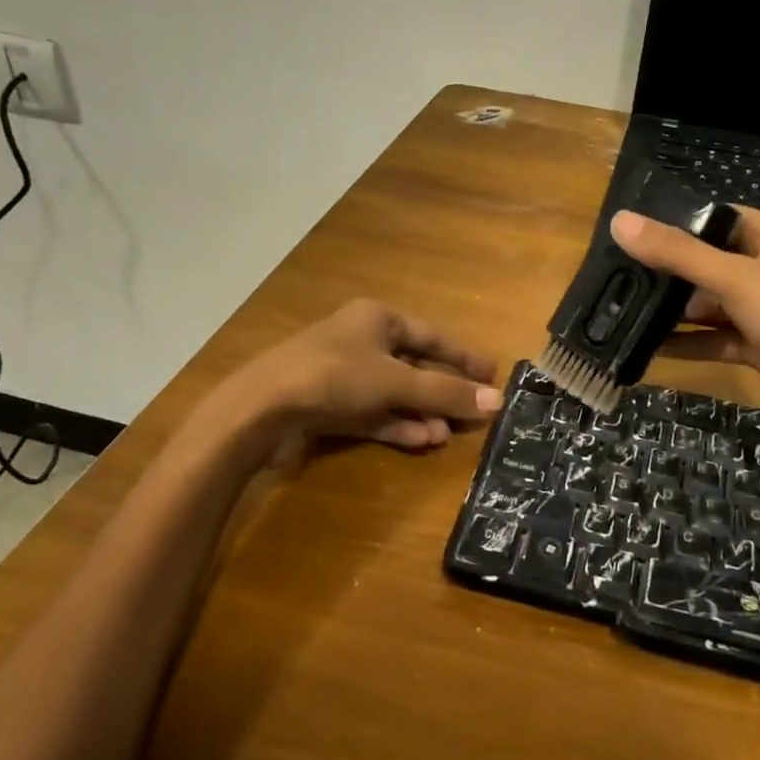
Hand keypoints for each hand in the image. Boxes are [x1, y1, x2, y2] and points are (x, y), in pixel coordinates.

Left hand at [223, 299, 502, 450]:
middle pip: (414, 366)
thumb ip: (446, 393)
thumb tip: (498, 401)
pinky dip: (395, 425)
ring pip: (393, 393)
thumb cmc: (335, 377)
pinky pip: (372, 412)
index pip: (433, 336)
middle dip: (441, 392)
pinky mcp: (328, 404)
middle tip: (472, 413)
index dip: (464, 356)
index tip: (492, 374)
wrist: (261, 407)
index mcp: (377, 318)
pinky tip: (420, 441)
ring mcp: (342, 374)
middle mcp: (361, 340)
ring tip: (446, 435)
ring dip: (420, 413)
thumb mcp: (396, 382)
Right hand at [610, 207, 759, 450]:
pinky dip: (688, 342)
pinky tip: (647, 346)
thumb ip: (676, 253)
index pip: (716, 218)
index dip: (675, 223)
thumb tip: (620, 221)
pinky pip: (716, 337)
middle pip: (708, 261)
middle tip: (614, 273)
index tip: (628, 232)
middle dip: (667, 271)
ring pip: (710, 302)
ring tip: (621, 308)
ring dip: (673, 310)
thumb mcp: (734, 279)